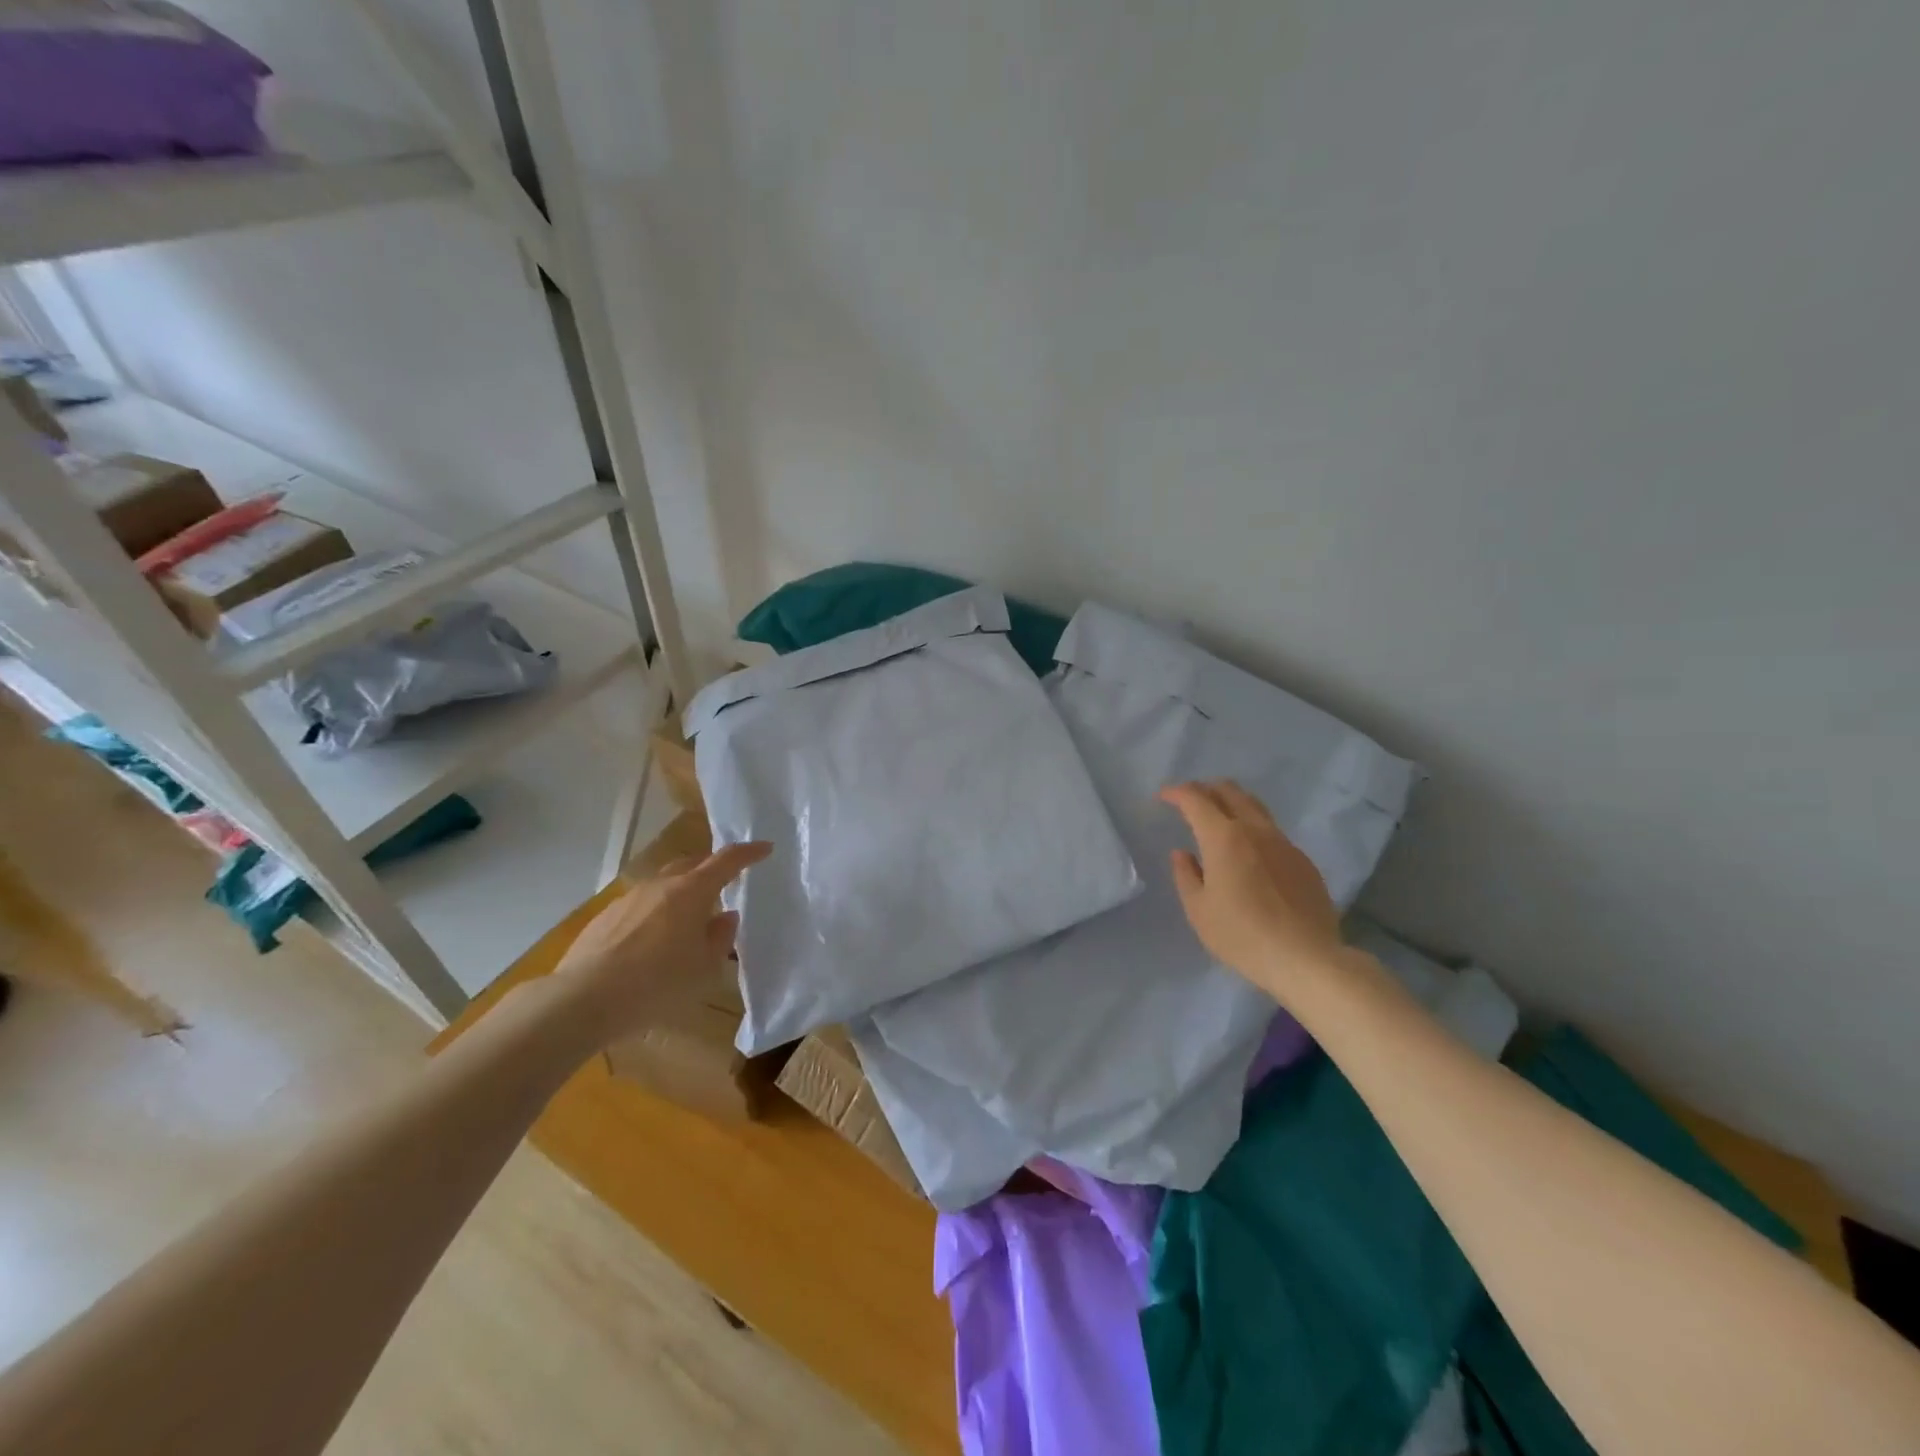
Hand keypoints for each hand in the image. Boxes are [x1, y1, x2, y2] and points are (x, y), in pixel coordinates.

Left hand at [550, 841, 771, 1047]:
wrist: (582, 1000)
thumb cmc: (656, 984)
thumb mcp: (703, 968)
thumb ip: (720, 938)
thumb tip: (725, 917)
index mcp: (691, 892)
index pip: (726, 860)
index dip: (749, 853)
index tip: (765, 848)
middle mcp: (660, 885)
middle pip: (691, 865)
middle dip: (710, 869)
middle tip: (724, 884)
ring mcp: (629, 899)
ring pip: (663, 885)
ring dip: (681, 894)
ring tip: (687, 921)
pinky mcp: (605, 917)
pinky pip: (640, 906)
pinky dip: (655, 914)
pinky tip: (651, 943)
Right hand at [1159, 781, 1344, 1001]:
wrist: (1306, 959)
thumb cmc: (1242, 935)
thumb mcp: (1199, 910)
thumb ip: (1186, 876)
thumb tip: (1183, 854)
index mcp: (1224, 837)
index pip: (1195, 799)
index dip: (1176, 792)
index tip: (1163, 796)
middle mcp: (1255, 830)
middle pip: (1230, 791)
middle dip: (1205, 789)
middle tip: (1190, 801)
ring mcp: (1284, 843)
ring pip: (1255, 807)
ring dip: (1232, 803)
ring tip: (1219, 818)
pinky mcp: (1303, 861)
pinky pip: (1272, 832)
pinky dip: (1252, 828)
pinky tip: (1249, 853)